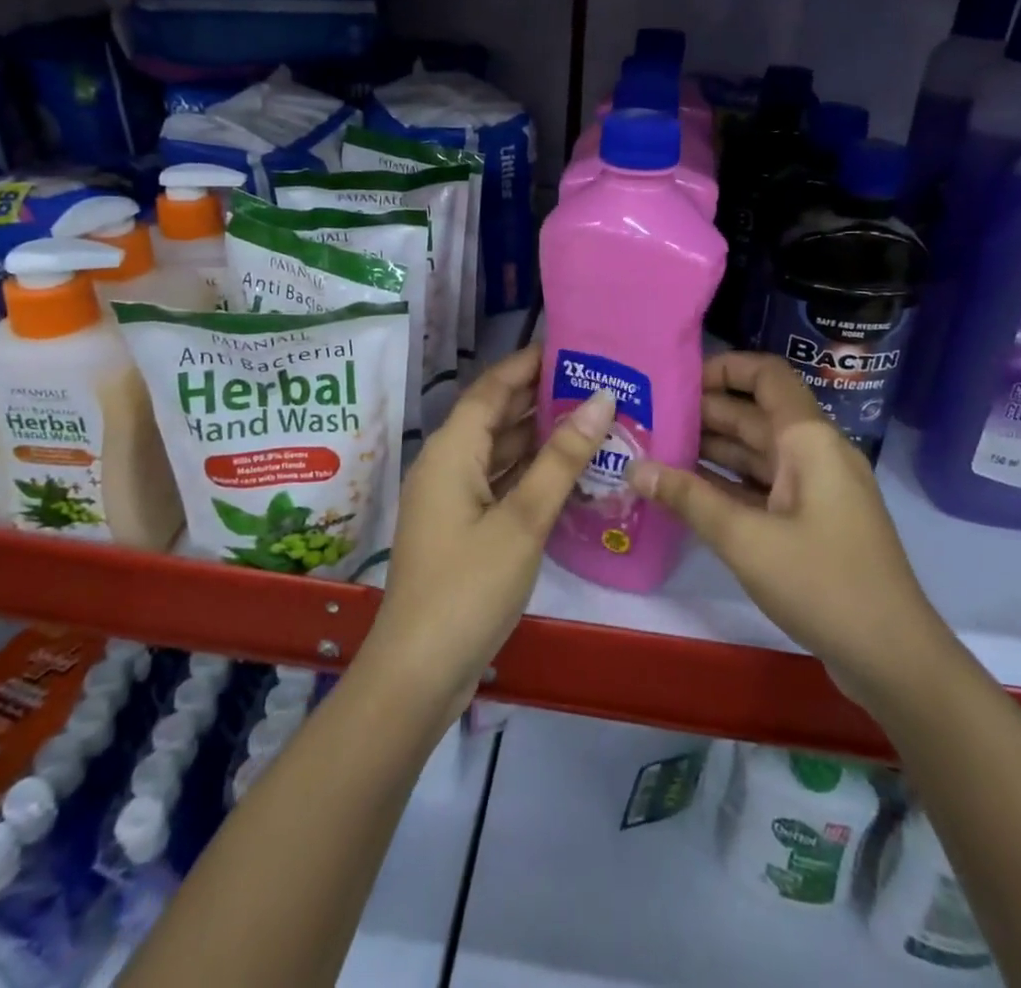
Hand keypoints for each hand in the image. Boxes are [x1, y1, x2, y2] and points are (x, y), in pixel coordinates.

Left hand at [364, 345, 613, 719]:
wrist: (419, 673)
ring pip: (501, 451)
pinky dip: (532, 471)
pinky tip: (571, 469)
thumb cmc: (468, 587)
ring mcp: (454, 498)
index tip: (571, 346)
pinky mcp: (464, 527)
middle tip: (595, 380)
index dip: (527, 363)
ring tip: (593, 417)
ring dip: (541, 435)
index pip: (492, 388)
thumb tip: (600, 401)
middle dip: (541, 397)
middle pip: (496, 416)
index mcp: (452, 451)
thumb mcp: (523, 520)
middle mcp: (448, 465)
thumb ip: (562, 459)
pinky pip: (501, 482)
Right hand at [626, 352, 947, 705]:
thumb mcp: (746, 540)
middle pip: (756, 414)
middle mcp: (814, 453)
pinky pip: (764, 486)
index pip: (766, 375)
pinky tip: (687, 491)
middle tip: (649, 419)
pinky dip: (728, 484)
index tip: (677, 380)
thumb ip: (689, 499)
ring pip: (757, 453)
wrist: (894, 658)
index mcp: (808, 440)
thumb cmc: (823, 584)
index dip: (724, 368)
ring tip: (656, 450)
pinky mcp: (813, 521)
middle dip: (704, 413)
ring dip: (712, 449)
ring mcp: (816, 489)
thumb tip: (635, 467)